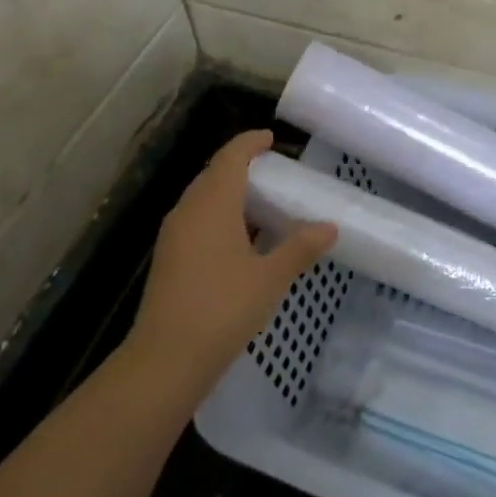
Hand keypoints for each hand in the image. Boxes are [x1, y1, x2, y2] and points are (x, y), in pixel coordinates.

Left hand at [129, 130, 335, 394]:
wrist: (166, 359)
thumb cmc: (223, 308)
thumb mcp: (270, 277)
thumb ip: (300, 248)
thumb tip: (329, 227)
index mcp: (212, 203)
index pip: (230, 157)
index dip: (249, 143)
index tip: (270, 138)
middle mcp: (188, 211)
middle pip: (213, 175)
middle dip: (240, 167)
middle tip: (273, 173)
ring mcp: (174, 236)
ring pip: (203, 200)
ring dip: (229, 194)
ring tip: (262, 205)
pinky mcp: (169, 259)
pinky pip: (197, 222)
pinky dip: (219, 217)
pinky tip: (241, 240)